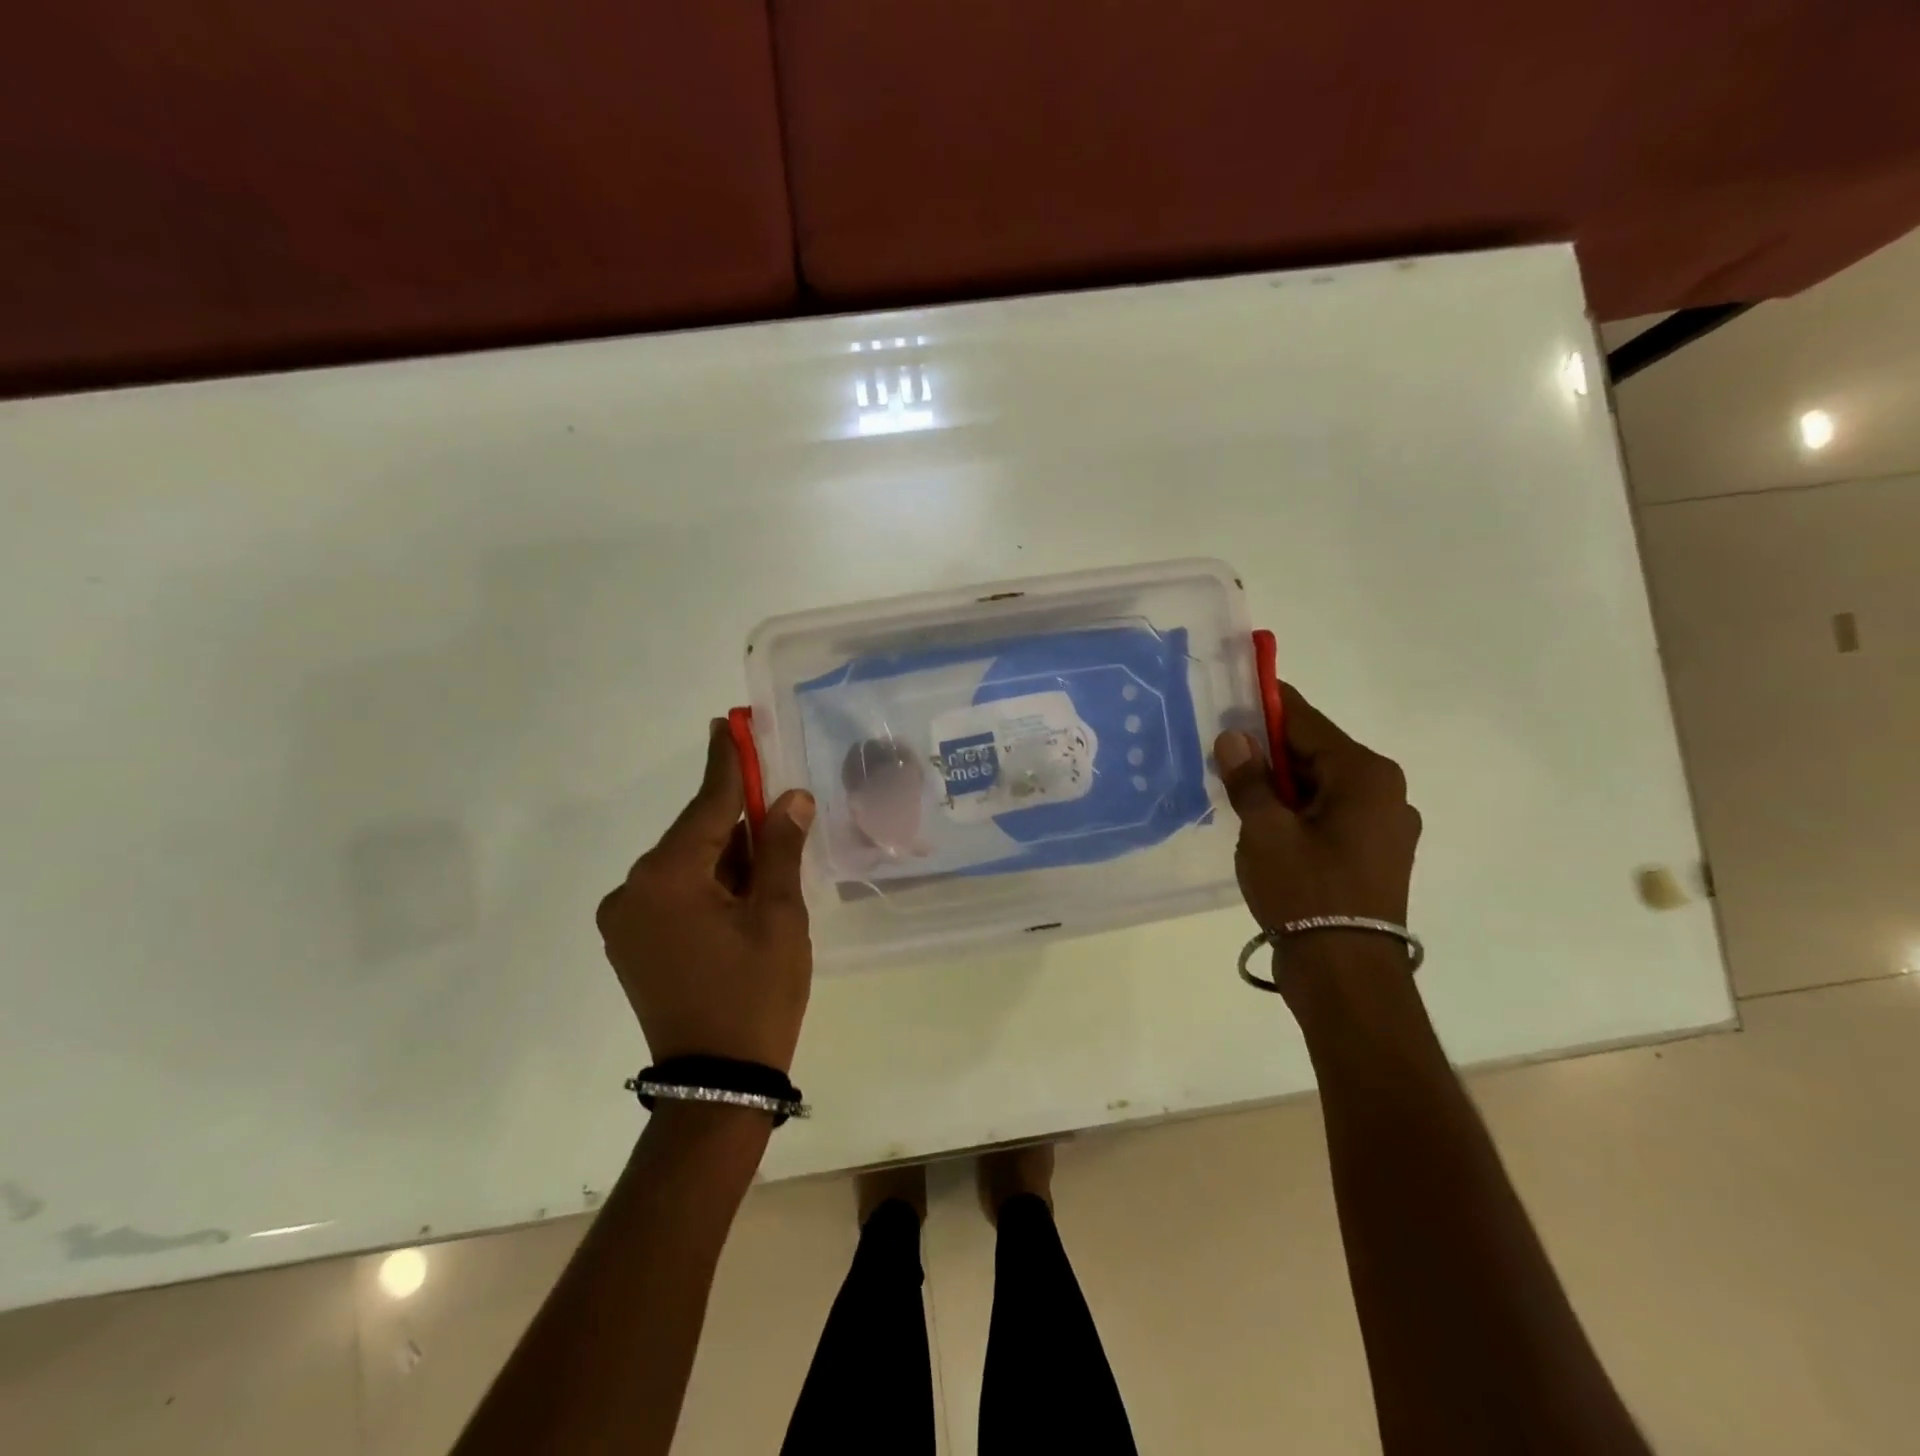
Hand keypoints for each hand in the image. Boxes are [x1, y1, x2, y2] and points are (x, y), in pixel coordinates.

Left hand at [596, 720, 815, 1072]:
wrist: (718, 1082)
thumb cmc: (756, 993)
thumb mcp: (779, 915)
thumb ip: (779, 848)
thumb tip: (790, 798)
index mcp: (666, 878)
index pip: (706, 804)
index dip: (727, 763)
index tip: (730, 723)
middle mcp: (632, 889)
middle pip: (695, 835)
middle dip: (737, 819)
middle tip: (779, 802)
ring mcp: (625, 919)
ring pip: (686, 865)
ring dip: (726, 856)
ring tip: (771, 859)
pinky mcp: (631, 942)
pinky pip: (674, 893)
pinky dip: (709, 883)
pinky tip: (744, 892)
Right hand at [1214, 685, 1420, 991]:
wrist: (1346, 975)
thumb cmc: (1305, 891)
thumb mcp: (1264, 829)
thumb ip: (1248, 778)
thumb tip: (1235, 737)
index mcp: (1365, 774)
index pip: (1307, 721)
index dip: (1266, 706)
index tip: (1233, 692)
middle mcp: (1385, 792)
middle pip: (1316, 753)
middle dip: (1269, 752)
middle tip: (1222, 753)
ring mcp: (1385, 827)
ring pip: (1322, 787)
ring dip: (1281, 785)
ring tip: (1237, 792)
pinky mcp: (1376, 856)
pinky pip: (1330, 816)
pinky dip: (1298, 812)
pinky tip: (1265, 826)